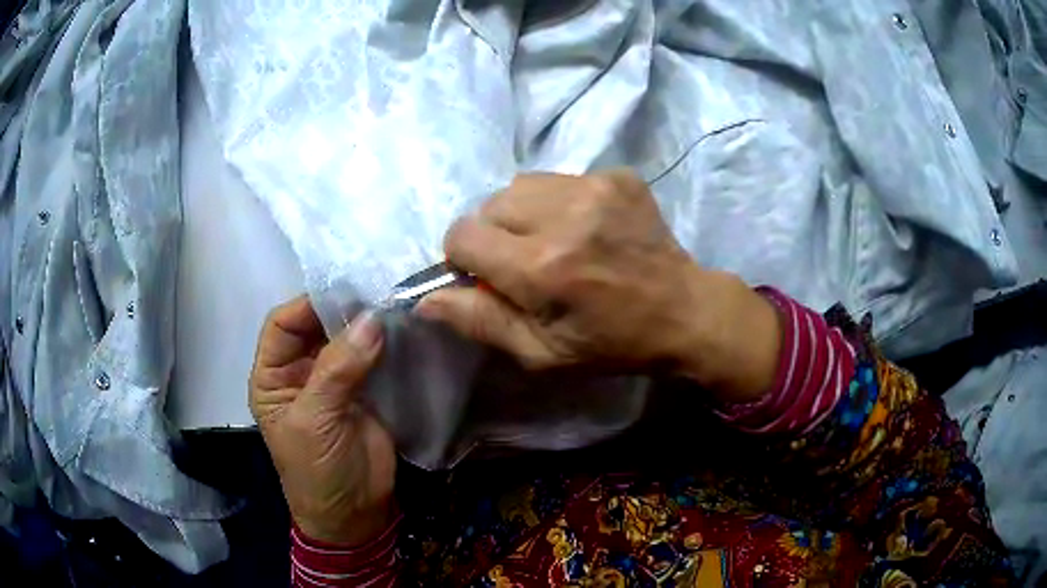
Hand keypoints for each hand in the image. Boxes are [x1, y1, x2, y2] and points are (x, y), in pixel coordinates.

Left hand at [249, 297, 395, 545]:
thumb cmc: (316, 471)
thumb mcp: (315, 420)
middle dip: (342, 309)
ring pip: (348, 339)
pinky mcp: (366, 392)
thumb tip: (371, 319)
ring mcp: (335, 381)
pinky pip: (374, 359)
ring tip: (395, 302)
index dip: (306, 305)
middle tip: (378, 290)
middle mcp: (301, 371)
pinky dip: (387, 344)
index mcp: (273, 376)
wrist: (354, 514)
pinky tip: (405, 329)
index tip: (343, 291)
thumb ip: (338, 370)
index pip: (282, 325)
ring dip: (367, 324)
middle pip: (317, 326)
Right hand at [415, 170, 780, 402]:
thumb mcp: (541, 353)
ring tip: (554, 241)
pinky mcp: (617, 175)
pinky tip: (585, 228)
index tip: (488, 276)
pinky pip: (559, 179)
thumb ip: (480, 321)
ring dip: (523, 214)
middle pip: (489, 205)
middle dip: (494, 234)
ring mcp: (595, 187)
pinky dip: (558, 202)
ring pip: (520, 185)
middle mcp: (564, 215)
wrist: (685, 310)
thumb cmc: (612, 343)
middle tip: (526, 262)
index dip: (464, 258)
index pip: (462, 235)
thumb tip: (425, 299)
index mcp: (541, 266)